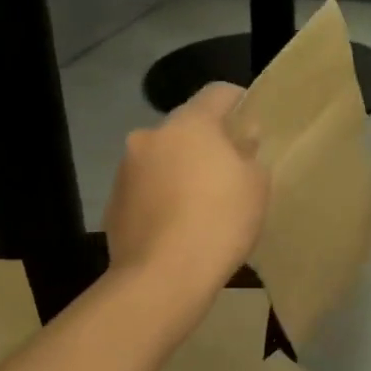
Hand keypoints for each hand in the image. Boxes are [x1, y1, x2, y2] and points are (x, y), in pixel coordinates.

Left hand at [103, 83, 270, 295]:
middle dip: (206, 142)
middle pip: (186, 128)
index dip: (239, 102)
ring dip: (179, 170)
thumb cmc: (220, 221)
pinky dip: (161, 197)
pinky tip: (177, 227)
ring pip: (162, 158)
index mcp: (189, 124)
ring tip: (200, 205)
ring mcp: (126, 169)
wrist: (163, 277)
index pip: (218, 92)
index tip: (251, 122)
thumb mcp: (256, 185)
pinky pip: (146, 189)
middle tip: (229, 171)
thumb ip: (249, 153)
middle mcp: (151, 136)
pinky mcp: (113, 203)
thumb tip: (239, 141)